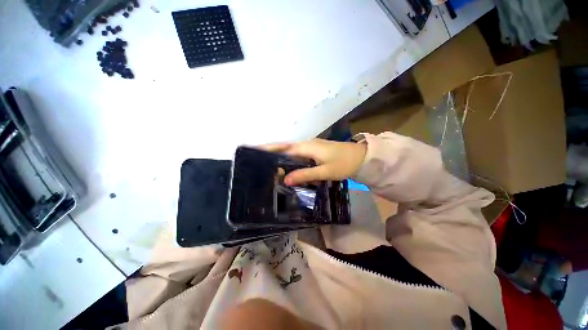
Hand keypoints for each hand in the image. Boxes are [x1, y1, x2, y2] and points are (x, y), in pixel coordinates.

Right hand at [262, 139, 366, 185]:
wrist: (361, 157)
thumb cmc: (344, 163)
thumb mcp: (324, 171)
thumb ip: (305, 174)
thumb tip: (286, 179)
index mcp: (307, 147)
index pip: (283, 147)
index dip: (269, 148)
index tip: (255, 149)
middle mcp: (306, 144)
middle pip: (285, 147)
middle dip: (271, 151)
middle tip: (258, 159)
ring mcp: (311, 147)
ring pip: (292, 151)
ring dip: (281, 156)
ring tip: (269, 164)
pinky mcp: (315, 151)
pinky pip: (299, 154)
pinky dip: (290, 159)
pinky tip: (287, 166)